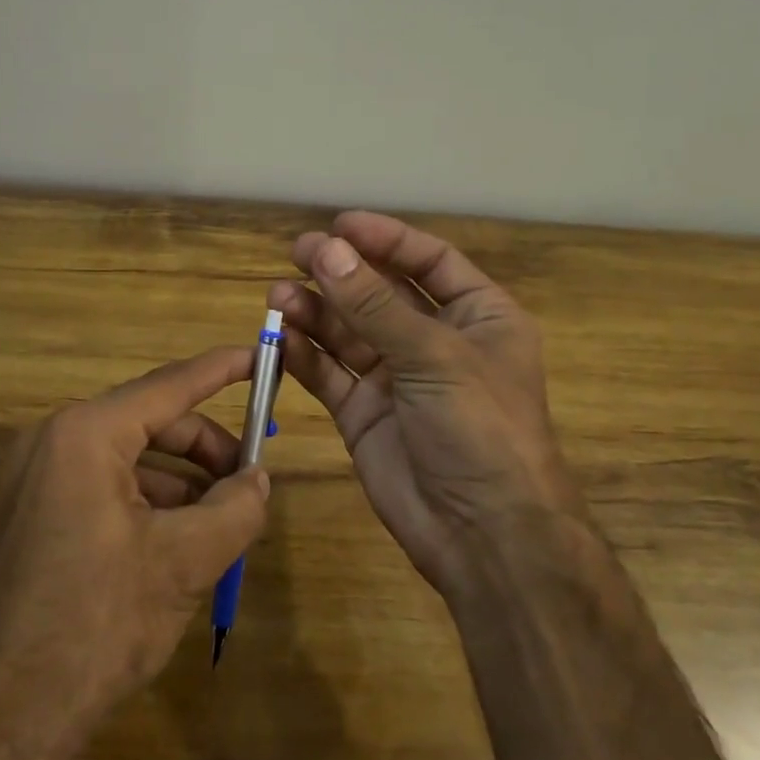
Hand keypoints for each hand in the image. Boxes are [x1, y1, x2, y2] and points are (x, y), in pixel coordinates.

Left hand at [0, 347, 267, 729]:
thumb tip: (259, 480)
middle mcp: (53, 441)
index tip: (259, 355)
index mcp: (85, 434)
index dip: (221, 370)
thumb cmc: (99, 622)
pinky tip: (181, 539)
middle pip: (150, 422)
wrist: (5, 717)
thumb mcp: (185, 561)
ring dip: (181, 481)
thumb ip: (235, 508)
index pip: (169, 385)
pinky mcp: (33, 515)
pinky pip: (104, 487)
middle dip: (206, 447)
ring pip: (129, 459)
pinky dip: (149, 501)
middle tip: (250, 475)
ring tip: (224, 517)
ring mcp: (35, 479)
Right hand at [270, 212, 576, 597]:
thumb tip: (326, 251)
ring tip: (277, 297)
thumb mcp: (434, 356)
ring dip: (315, 312)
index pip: (429, 262)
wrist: (483, 533)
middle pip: (381, 293)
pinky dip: (304, 355)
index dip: (386, 239)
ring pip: (348, 332)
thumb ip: (374, 305)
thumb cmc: (479, 427)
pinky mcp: (364, 413)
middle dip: (341, 273)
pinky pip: (330, 374)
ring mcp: (397, 379)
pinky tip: (278, 338)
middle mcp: (436, 341)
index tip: (340, 225)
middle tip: (297, 253)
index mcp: (478, 316)